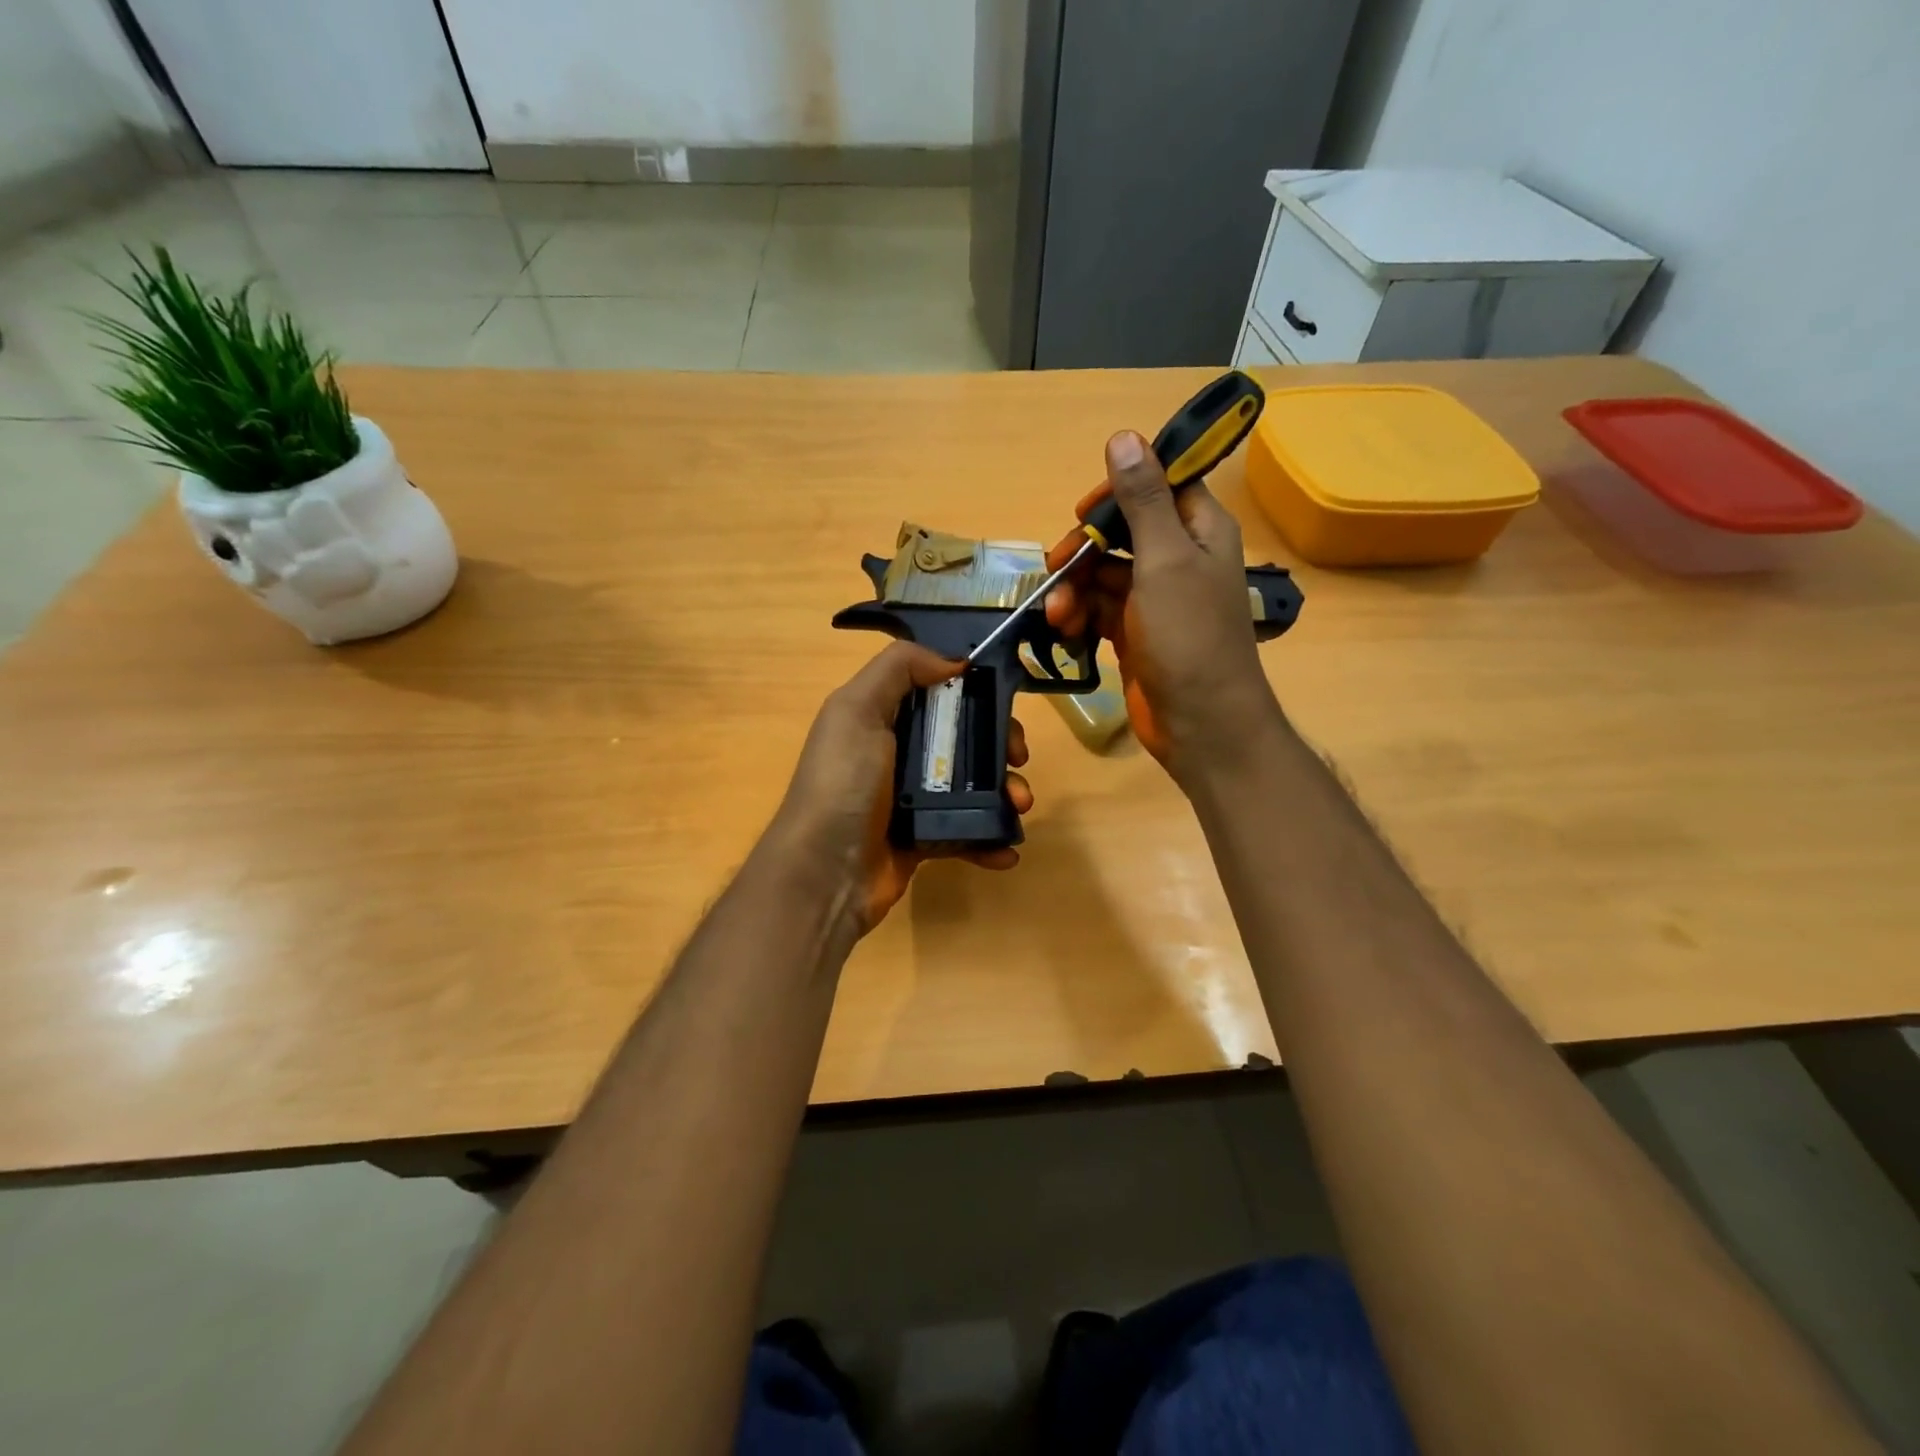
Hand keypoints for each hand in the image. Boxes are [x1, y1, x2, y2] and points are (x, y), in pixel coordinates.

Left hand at [767, 641, 1032, 935]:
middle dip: (999, 745)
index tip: (1006, 703)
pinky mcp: (924, 838)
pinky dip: (991, 839)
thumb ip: (899, 669)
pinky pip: (967, 831)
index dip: (975, 692)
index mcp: (881, 717)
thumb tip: (954, 660)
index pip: (938, 691)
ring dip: (1005, 792)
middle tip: (1018, 758)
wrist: (825, 875)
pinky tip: (1006, 850)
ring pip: (973, 784)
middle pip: (964, 737)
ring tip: (1020, 805)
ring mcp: (913, 799)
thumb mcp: (857, 710)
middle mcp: (898, 753)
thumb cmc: (844, 784)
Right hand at [1044, 430, 1279, 783]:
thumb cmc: (1189, 637)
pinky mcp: (1133, 632)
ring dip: (1073, 589)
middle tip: (1056, 566)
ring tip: (1055, 615)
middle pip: (1121, 531)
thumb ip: (1143, 501)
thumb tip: (1124, 436)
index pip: (1160, 486)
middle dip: (1084, 548)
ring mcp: (1154, 599)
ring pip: (1102, 574)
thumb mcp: (1164, 561)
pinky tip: (1061, 631)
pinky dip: (1078, 616)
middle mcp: (1179, 558)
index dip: (1120, 490)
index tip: (1084, 508)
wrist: (1200, 724)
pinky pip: (1098, 610)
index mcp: (1199, 530)